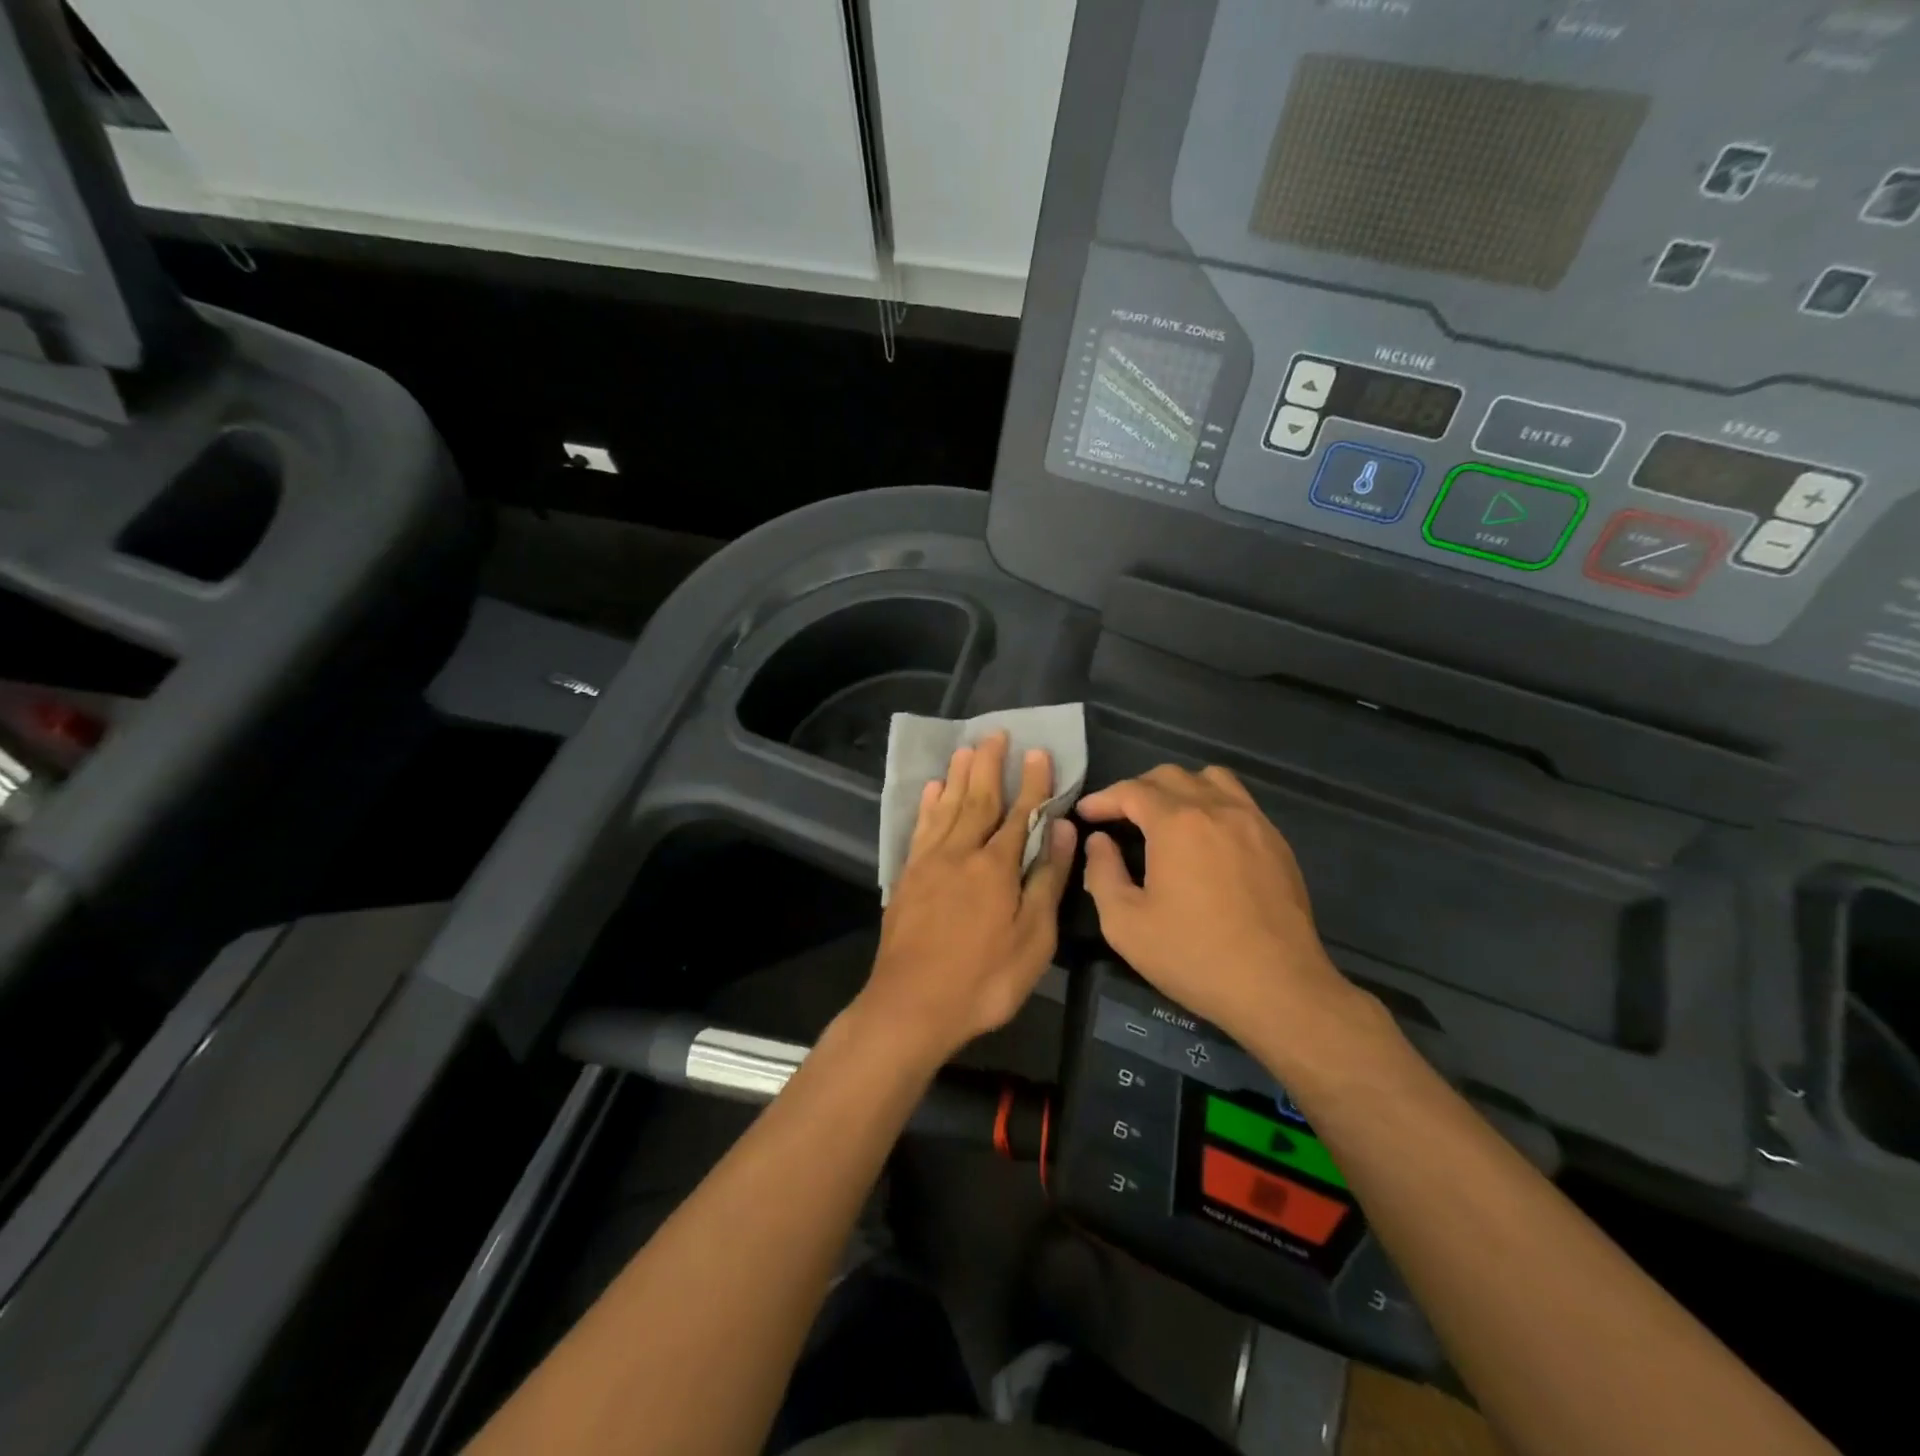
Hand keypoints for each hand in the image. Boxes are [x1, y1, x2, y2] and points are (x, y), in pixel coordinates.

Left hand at [861, 733, 1076, 1063]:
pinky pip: (920, 829)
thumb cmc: (984, 979)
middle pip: (978, 799)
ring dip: (957, 776)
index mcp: (996, 866)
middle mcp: (961, 852)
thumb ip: (1046, 879)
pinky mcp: (907, 877)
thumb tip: (1062, 827)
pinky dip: (927, 806)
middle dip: (989, 765)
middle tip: (995, 733)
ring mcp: (929, 863)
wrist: (912, 1005)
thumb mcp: (1033, 938)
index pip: (1020, 813)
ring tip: (965, 748)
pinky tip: (930, 791)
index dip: (1032, 782)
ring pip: (946, 807)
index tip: (1038, 752)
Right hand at [1079, 765, 1358, 1053]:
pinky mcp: (1276, 842)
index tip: (1086, 814)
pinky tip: (1205, 839)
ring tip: (1164, 817)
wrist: (1278, 988)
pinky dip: (1212, 804)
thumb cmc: (1193, 956)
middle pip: (1170, 776)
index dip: (1103, 799)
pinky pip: (1239, 801)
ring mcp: (1253, 822)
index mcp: (1176, 823)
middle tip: (1119, 818)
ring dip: (1179, 788)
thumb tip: (1099, 842)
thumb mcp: (1125, 924)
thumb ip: (1102, 873)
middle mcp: (1216, 808)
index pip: (1131, 790)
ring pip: (1211, 779)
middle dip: (1137, 790)